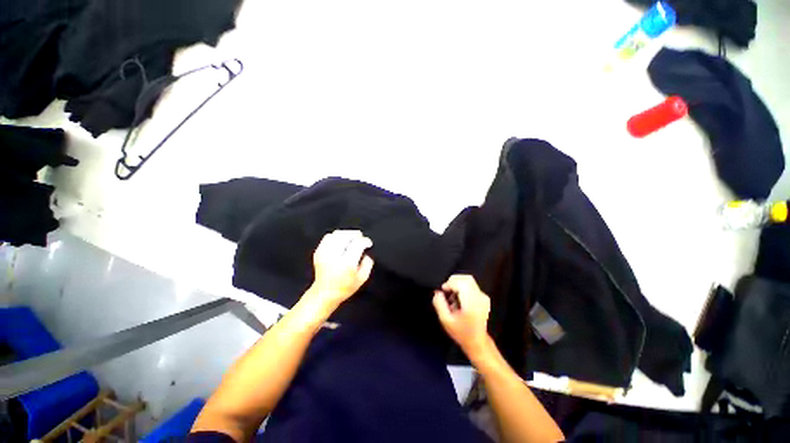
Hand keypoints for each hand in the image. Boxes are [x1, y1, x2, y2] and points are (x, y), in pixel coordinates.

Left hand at [306, 230, 373, 310]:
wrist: (324, 293)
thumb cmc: (345, 287)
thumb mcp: (362, 278)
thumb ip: (368, 263)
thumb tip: (366, 252)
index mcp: (347, 264)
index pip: (357, 244)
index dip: (365, 241)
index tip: (368, 243)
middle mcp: (335, 256)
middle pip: (346, 236)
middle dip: (356, 234)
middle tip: (361, 237)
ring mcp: (325, 253)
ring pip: (336, 234)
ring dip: (346, 233)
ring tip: (351, 238)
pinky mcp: (318, 252)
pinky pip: (328, 237)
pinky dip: (336, 236)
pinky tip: (341, 241)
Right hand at [432, 275, 491, 358]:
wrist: (477, 342)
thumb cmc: (460, 332)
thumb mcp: (445, 320)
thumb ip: (439, 304)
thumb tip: (437, 292)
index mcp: (471, 303)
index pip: (461, 283)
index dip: (450, 283)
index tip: (443, 290)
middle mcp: (479, 297)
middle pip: (466, 278)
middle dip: (453, 281)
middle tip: (446, 291)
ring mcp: (483, 297)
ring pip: (469, 280)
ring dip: (458, 283)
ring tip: (452, 295)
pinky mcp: (484, 297)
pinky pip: (471, 285)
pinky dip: (463, 286)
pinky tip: (458, 298)